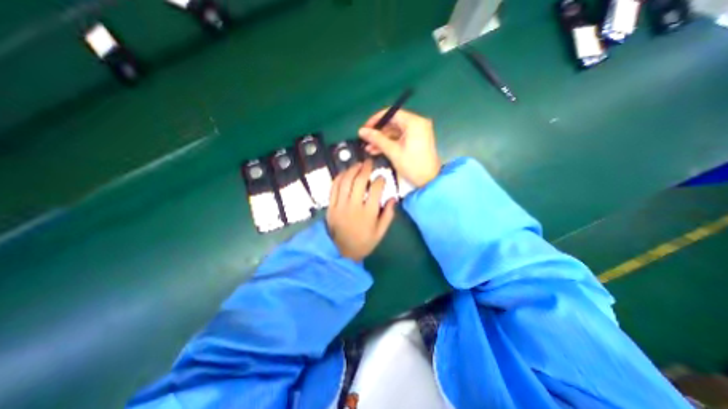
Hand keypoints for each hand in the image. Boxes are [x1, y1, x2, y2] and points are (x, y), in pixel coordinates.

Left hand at [327, 160, 395, 261]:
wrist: (342, 252)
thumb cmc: (364, 242)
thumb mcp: (380, 232)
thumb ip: (388, 215)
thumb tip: (393, 198)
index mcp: (368, 213)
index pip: (376, 189)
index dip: (380, 180)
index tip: (382, 177)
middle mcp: (354, 206)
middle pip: (359, 181)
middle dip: (365, 169)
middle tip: (369, 163)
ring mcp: (340, 205)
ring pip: (345, 181)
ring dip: (352, 170)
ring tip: (358, 165)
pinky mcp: (330, 206)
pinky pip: (333, 188)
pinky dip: (339, 177)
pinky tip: (345, 173)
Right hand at [358, 108, 440, 185]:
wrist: (429, 181)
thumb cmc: (412, 166)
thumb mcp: (393, 151)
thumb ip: (377, 139)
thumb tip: (361, 131)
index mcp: (414, 122)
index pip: (391, 113)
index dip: (376, 120)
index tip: (365, 128)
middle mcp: (417, 123)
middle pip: (393, 123)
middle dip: (378, 133)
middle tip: (365, 141)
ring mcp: (417, 132)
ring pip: (395, 132)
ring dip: (382, 140)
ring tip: (368, 148)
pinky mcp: (416, 140)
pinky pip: (400, 138)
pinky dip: (389, 143)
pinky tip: (376, 150)